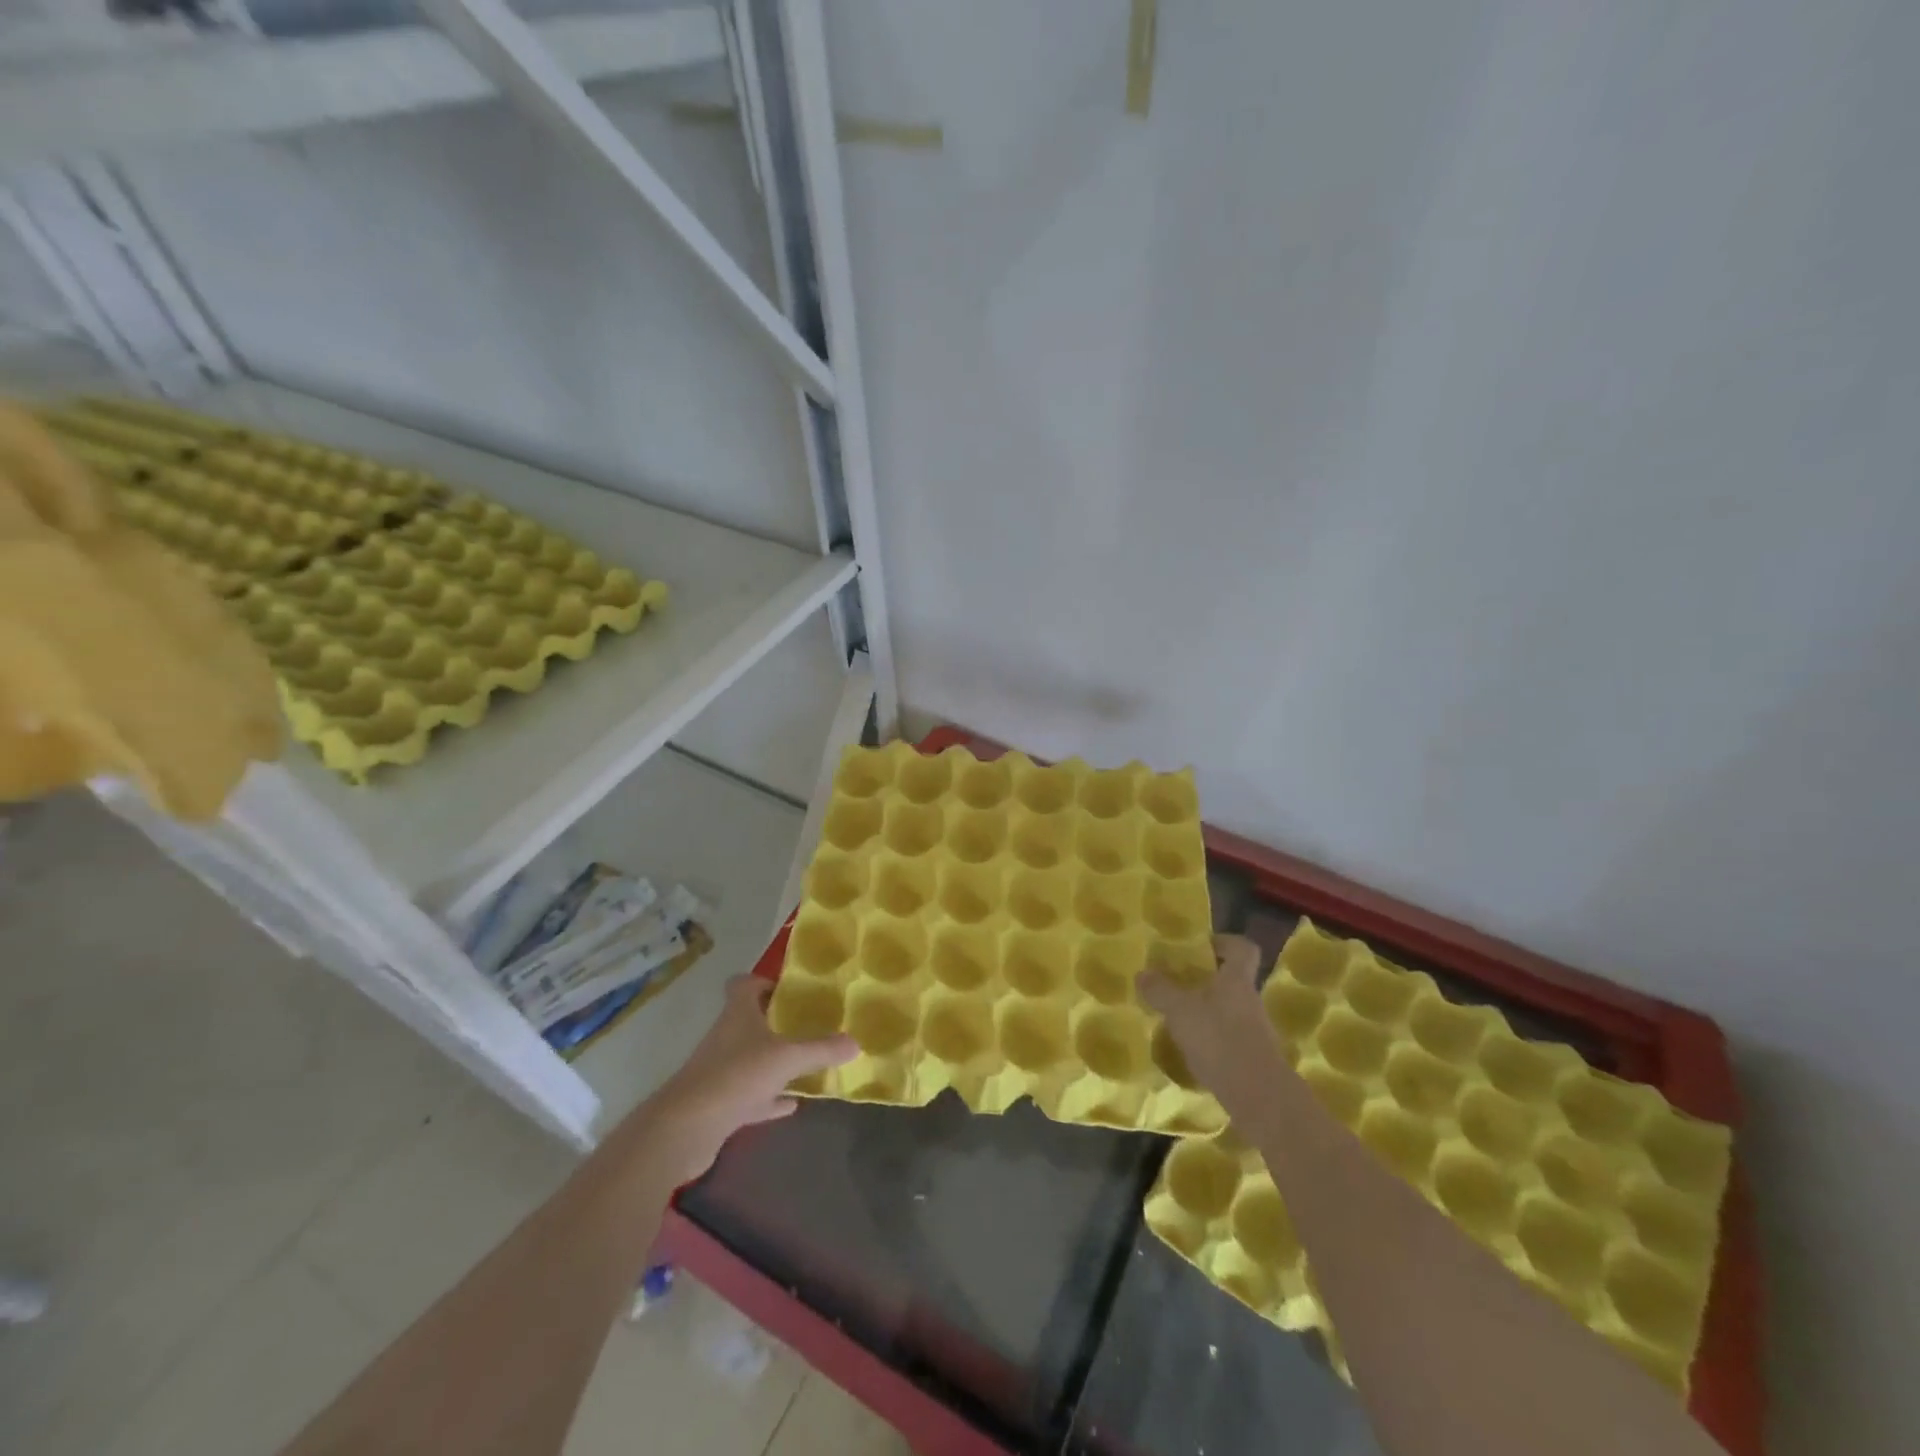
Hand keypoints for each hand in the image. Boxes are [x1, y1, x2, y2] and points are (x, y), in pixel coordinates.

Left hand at [640, 976, 856, 1181]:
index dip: (763, 982)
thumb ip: (821, 1049)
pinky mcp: (719, 1104)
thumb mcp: (787, 1058)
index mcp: (738, 1014)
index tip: (788, 990)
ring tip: (807, 1063)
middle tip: (809, 1024)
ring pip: (751, 1059)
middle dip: (776, 1023)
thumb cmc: (736, 1076)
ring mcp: (721, 1071)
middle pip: (749, 1021)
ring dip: (774, 1061)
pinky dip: (770, 1097)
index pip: (743, 984)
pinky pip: (751, 1095)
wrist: (685, 1129)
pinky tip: (792, 1103)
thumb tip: (855, 1042)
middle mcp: (727, 1037)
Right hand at [1139, 934, 1290, 1117]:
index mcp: (1237, 980)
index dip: (1225, 942)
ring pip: (1229, 1009)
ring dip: (1206, 1010)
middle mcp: (1250, 1000)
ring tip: (1177, 1018)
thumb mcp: (1180, 1011)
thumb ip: (1160, 990)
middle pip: (1232, 980)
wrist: (1258, 1097)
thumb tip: (1143, 973)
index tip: (1202, 946)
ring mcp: (1255, 1031)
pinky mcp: (1252, 1058)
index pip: (1243, 948)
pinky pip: (1229, 1037)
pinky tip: (1189, 1048)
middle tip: (1177, 983)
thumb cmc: (1219, 1039)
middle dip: (1206, 980)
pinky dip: (1211, 1038)